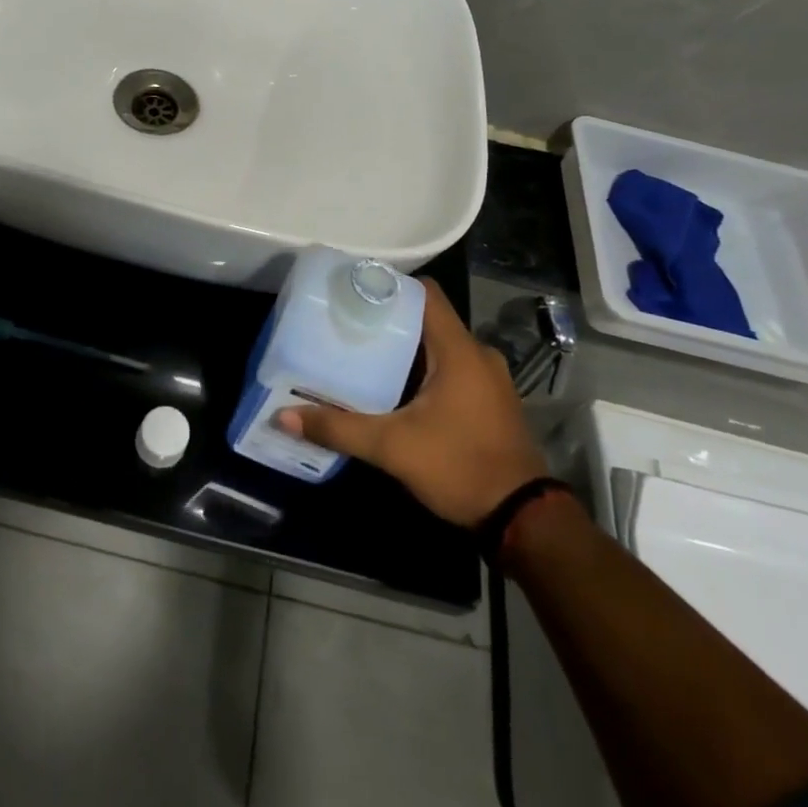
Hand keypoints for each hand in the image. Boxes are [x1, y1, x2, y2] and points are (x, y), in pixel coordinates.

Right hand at [275, 278, 548, 527]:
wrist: (523, 520)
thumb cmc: (460, 467)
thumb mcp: (393, 448)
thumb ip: (339, 428)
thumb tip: (284, 416)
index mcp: (459, 350)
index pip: (425, 293)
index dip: (391, 286)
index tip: (354, 292)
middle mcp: (478, 354)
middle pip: (428, 319)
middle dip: (389, 320)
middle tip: (348, 325)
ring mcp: (488, 379)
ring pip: (440, 346)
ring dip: (407, 349)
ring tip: (363, 353)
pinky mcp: (490, 401)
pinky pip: (452, 368)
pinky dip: (424, 370)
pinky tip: (394, 388)